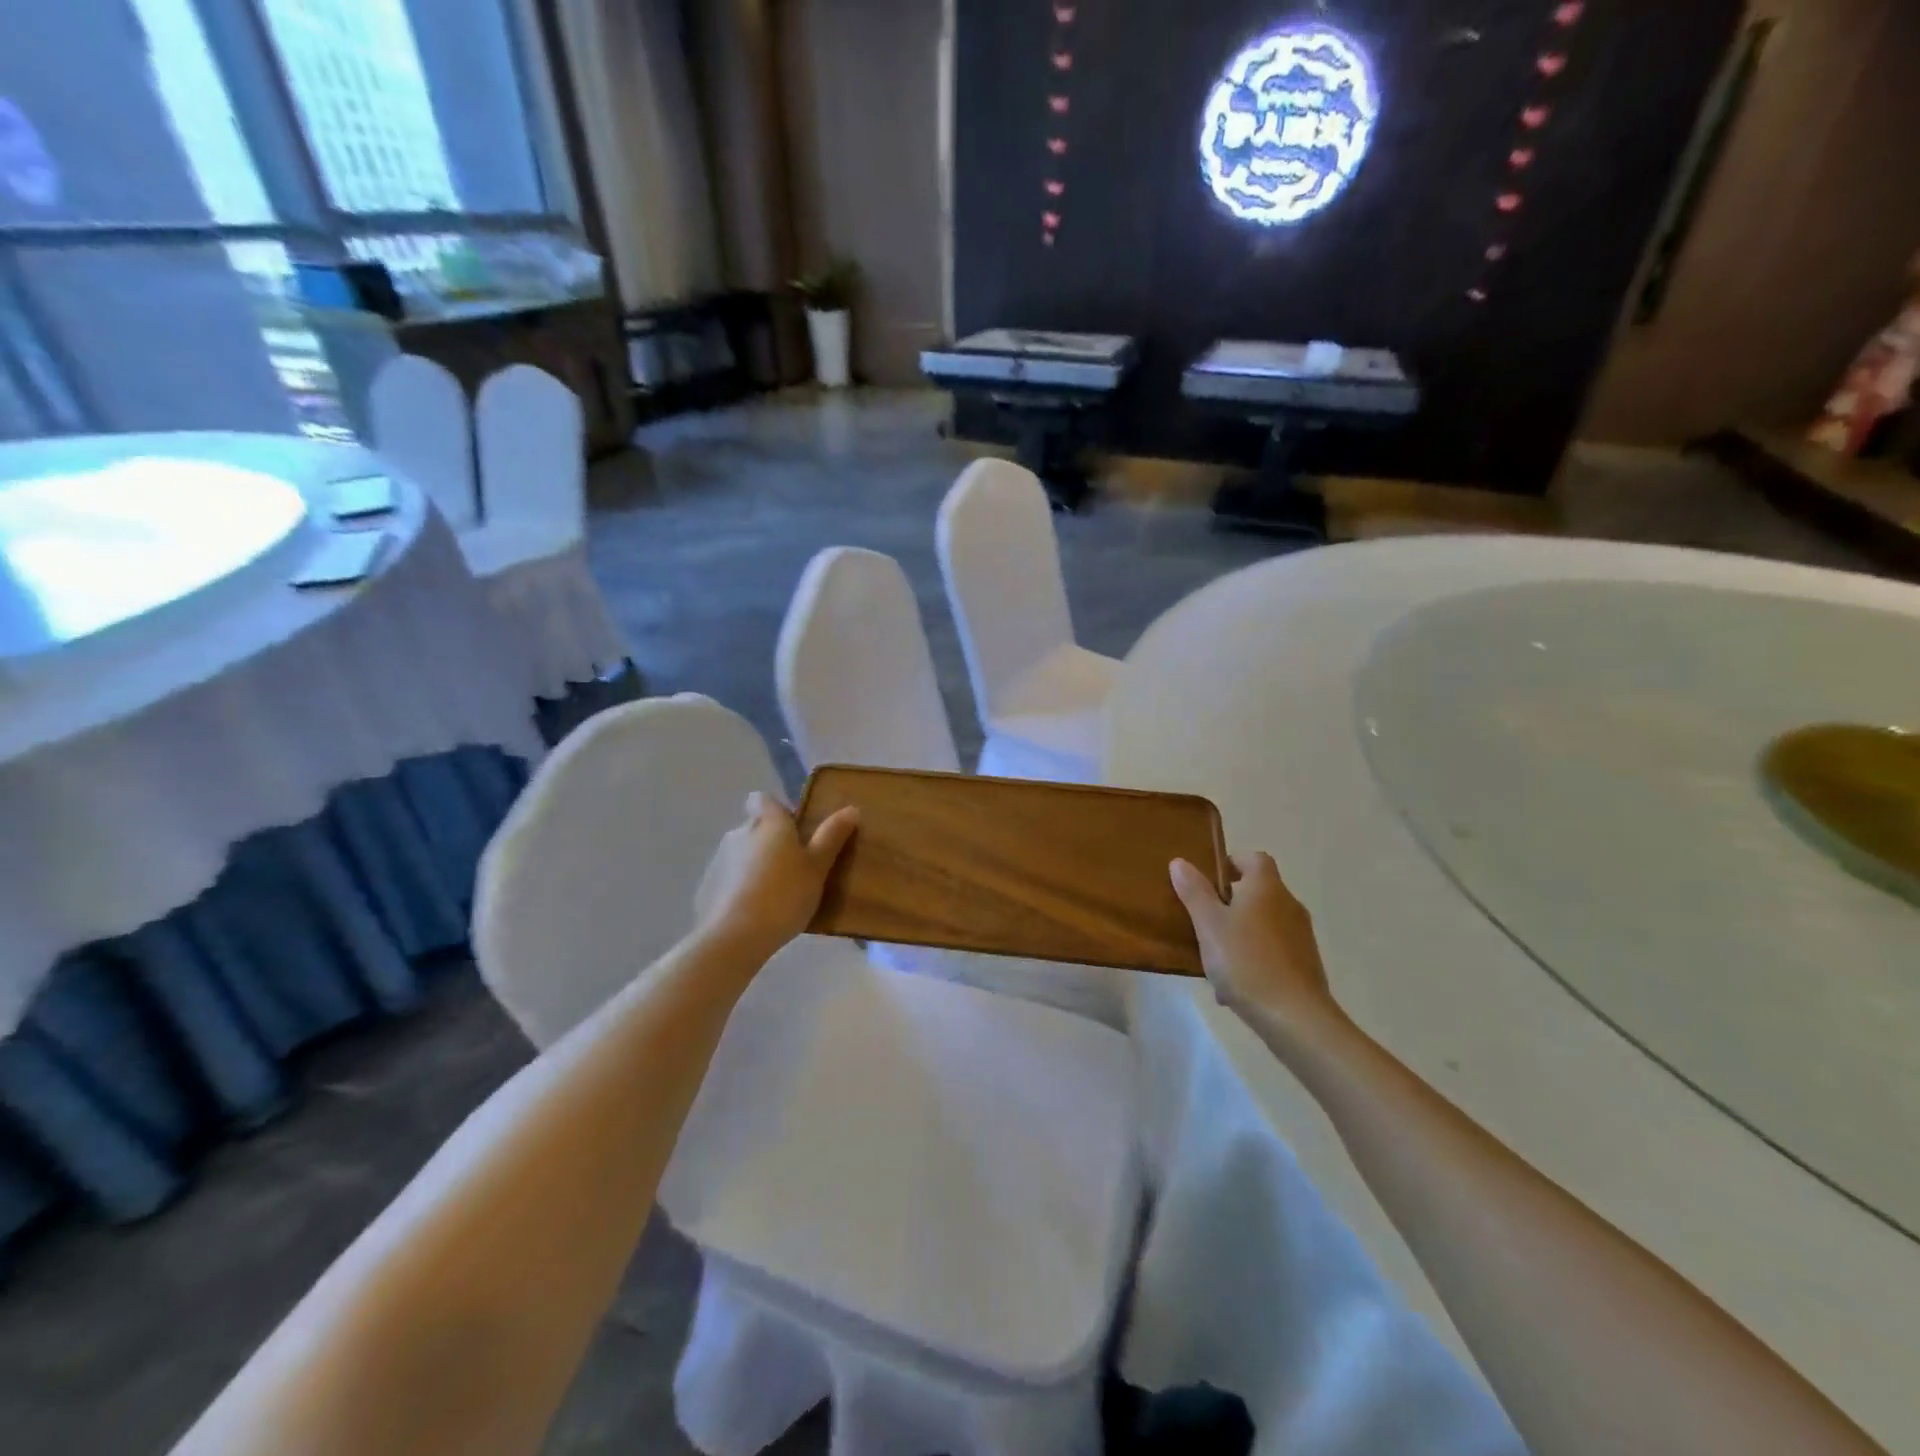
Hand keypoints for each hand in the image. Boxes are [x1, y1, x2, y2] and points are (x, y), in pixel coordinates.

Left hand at [697, 792, 859, 960]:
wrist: (735, 936)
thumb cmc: (785, 894)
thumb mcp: (818, 867)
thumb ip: (832, 836)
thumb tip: (851, 809)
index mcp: (768, 822)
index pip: (763, 799)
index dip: (777, 810)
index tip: (794, 830)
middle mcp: (739, 832)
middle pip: (755, 826)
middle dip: (770, 841)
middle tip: (794, 867)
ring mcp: (719, 859)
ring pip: (741, 853)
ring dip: (755, 865)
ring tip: (775, 894)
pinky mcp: (706, 886)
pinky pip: (729, 878)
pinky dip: (740, 887)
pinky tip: (754, 912)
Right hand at [1170, 852, 1342, 1038]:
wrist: (1295, 1016)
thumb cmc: (1246, 961)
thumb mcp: (1209, 924)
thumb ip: (1194, 892)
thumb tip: (1180, 862)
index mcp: (1266, 887)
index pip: (1253, 858)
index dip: (1231, 863)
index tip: (1208, 881)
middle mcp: (1288, 904)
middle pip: (1258, 891)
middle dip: (1230, 903)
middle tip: (1203, 920)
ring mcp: (1301, 935)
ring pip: (1263, 923)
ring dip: (1240, 932)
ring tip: (1215, 958)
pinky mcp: (1305, 963)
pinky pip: (1273, 950)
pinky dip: (1254, 957)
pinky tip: (1235, 985)